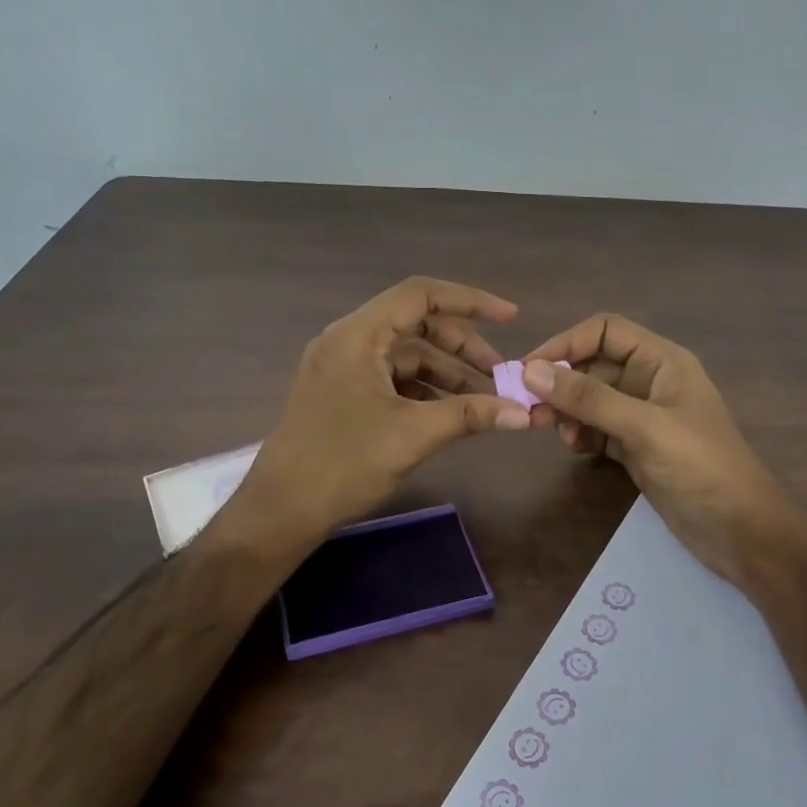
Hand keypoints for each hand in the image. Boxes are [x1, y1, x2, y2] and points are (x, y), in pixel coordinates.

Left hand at [225, 277, 532, 549]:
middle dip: (463, 347)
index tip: (511, 317)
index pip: (420, 296)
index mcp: (358, 336)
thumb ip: (470, 415)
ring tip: (483, 401)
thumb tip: (524, 413)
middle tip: (500, 374)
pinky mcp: (343, 394)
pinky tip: (451, 413)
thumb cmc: (343, 465)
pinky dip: (425, 390)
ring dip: (447, 373)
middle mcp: (348, 342)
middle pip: (416, 325)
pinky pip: (393, 379)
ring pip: (407, 356)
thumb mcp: (413, 435)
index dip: (470, 301)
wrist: (281, 511)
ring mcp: (343, 369)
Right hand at [520, 315, 806, 583]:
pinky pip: (597, 428)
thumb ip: (589, 399)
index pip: (605, 331)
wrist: (739, 530)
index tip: (528, 369)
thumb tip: (531, 371)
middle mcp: (650, 381)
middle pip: (593, 365)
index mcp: (662, 361)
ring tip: (552, 432)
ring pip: (591, 399)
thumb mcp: (643, 427)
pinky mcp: (636, 447)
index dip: (566, 343)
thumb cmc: (700, 467)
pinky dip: (580, 434)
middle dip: (560, 383)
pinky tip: (575, 448)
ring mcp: (642, 417)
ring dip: (567, 410)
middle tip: (529, 409)